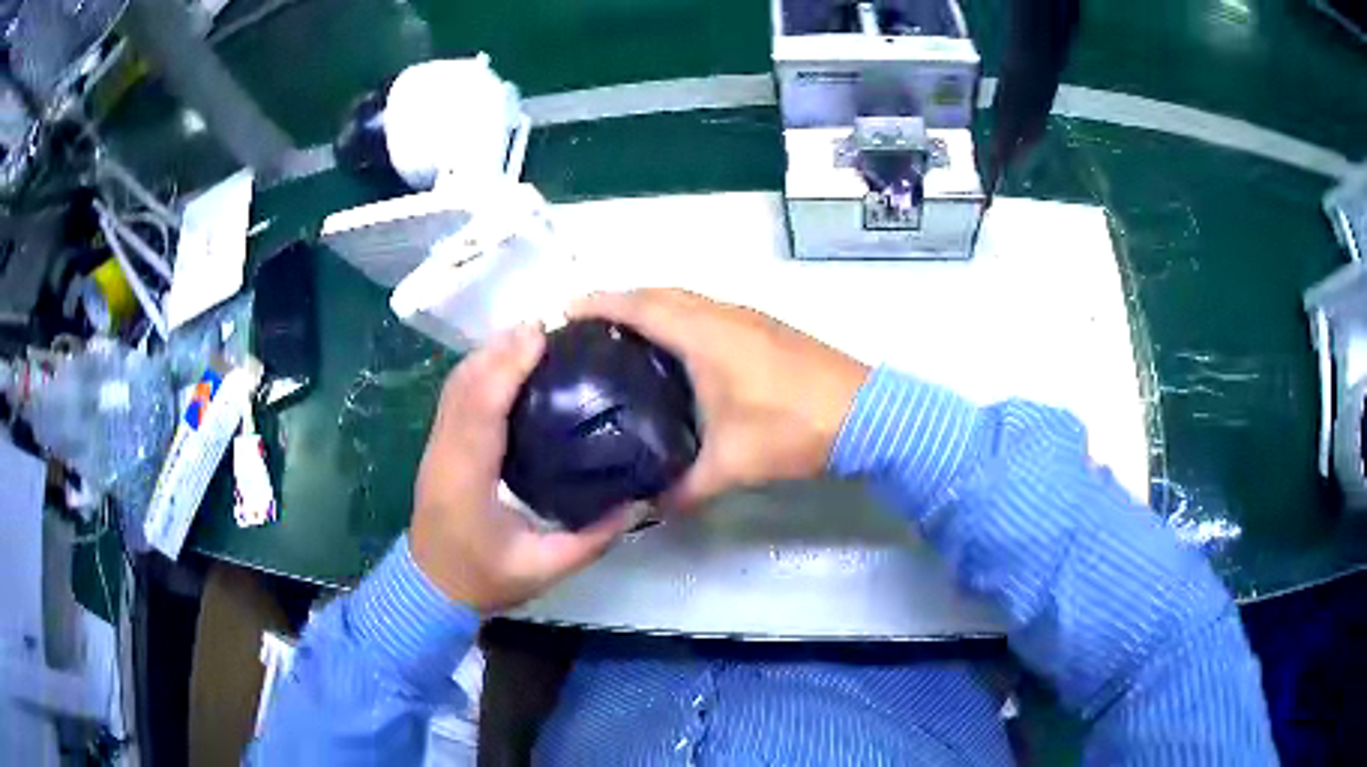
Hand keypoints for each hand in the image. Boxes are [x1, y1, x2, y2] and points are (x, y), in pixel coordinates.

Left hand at [410, 325, 635, 611]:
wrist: (431, 588)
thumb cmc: (484, 579)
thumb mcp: (545, 569)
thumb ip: (593, 539)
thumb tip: (640, 502)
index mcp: (467, 480)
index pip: (481, 410)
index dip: (506, 367)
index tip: (540, 336)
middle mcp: (445, 453)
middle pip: (465, 384)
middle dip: (501, 348)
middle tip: (549, 329)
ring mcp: (436, 446)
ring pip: (457, 384)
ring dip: (490, 355)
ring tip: (534, 339)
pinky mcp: (439, 446)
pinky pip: (456, 395)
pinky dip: (481, 370)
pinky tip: (508, 364)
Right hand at [570, 289, 868, 507]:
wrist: (868, 414)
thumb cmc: (794, 427)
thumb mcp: (733, 465)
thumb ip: (684, 489)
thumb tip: (647, 509)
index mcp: (705, 334)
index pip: (640, 304)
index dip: (599, 303)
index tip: (563, 311)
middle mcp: (723, 314)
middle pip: (659, 293)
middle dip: (619, 302)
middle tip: (585, 331)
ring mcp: (749, 319)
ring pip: (687, 300)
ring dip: (652, 308)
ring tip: (621, 340)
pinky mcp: (766, 331)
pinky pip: (708, 312)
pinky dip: (680, 320)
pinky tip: (677, 355)